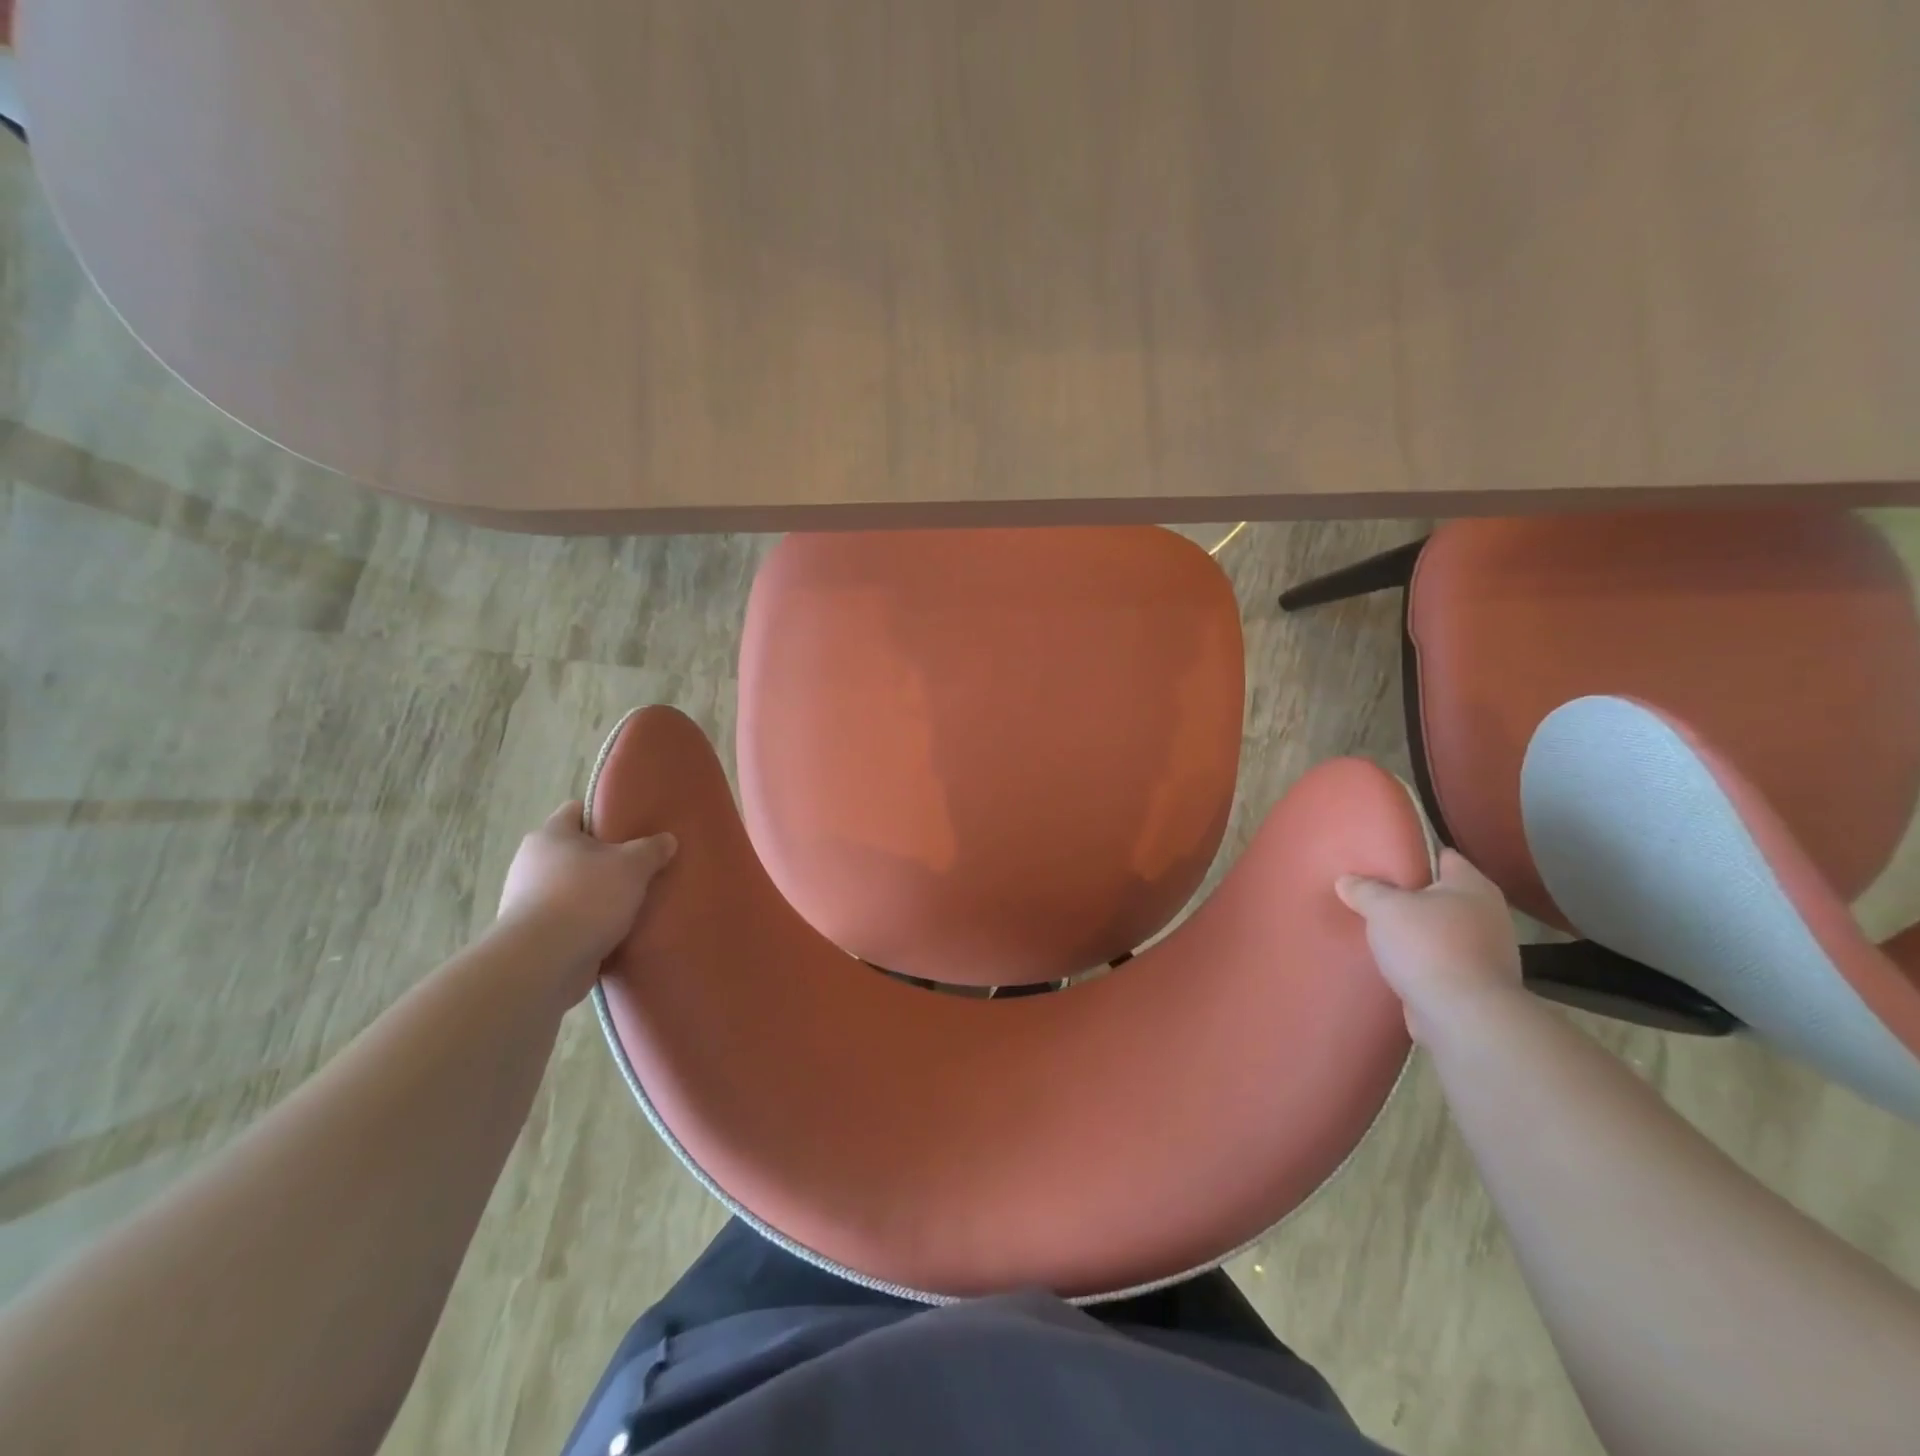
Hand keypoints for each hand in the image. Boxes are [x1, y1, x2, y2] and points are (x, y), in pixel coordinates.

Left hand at [495, 802, 676, 996]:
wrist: (543, 963)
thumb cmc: (586, 898)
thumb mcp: (632, 866)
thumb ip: (651, 849)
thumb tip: (666, 839)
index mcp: (550, 835)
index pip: (576, 810)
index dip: (604, 813)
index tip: (631, 825)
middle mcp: (531, 863)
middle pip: (575, 851)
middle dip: (605, 858)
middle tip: (639, 865)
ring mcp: (527, 900)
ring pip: (572, 886)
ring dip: (596, 893)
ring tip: (631, 901)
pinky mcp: (533, 933)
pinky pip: (568, 918)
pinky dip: (587, 922)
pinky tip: (613, 930)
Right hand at [1336, 849, 1524, 1042]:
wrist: (1463, 1017)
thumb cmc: (1428, 947)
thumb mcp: (1384, 908)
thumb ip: (1364, 890)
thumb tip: (1346, 880)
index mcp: (1472, 886)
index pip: (1441, 856)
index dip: (1410, 854)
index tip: (1380, 858)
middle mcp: (1487, 913)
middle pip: (1439, 893)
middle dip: (1408, 895)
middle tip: (1371, 893)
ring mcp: (1487, 951)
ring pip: (1441, 929)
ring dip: (1415, 930)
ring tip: (1378, 928)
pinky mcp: (1477, 982)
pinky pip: (1442, 959)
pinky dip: (1422, 959)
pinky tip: (1394, 961)